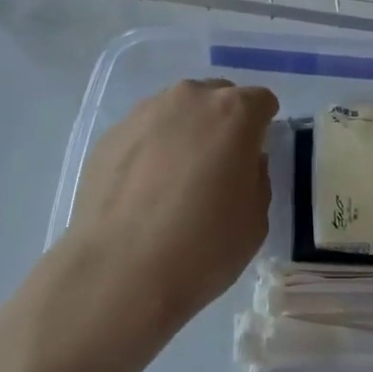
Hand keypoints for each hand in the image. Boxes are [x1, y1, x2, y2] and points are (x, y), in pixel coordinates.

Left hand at [60, 78, 278, 347]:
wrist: (119, 273)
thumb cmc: (203, 247)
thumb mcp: (256, 219)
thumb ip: (256, 177)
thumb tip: (242, 163)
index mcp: (235, 112)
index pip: (261, 101)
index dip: (262, 127)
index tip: (253, 157)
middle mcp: (190, 98)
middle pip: (217, 98)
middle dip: (223, 124)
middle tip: (217, 167)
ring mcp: (145, 112)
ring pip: (177, 112)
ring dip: (184, 133)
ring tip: (175, 181)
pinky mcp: (110, 134)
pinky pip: (144, 133)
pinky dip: (150, 150)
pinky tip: (143, 191)